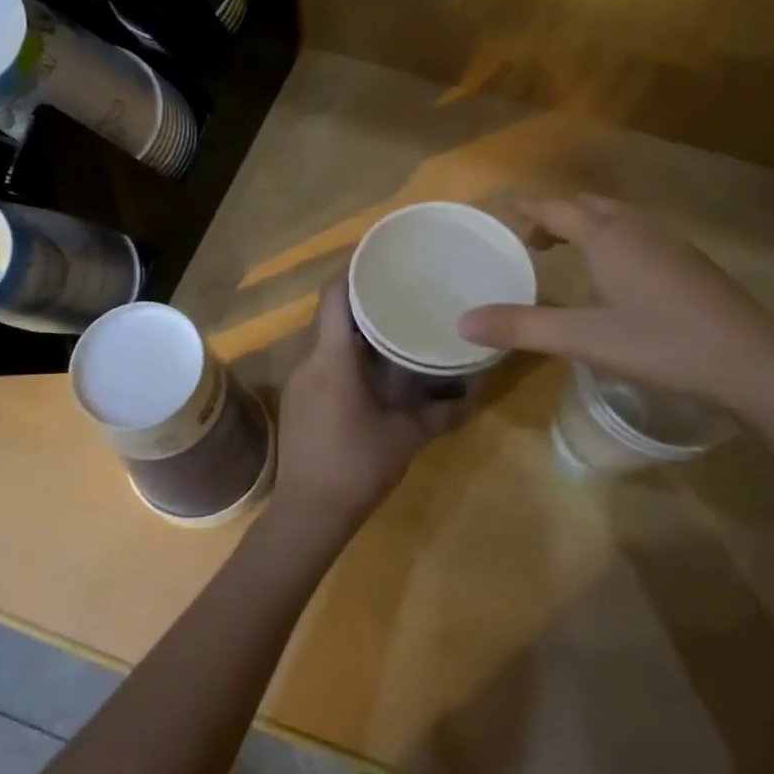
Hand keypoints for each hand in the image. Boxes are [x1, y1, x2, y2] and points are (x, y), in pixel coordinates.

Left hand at [272, 276, 466, 533]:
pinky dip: (343, 351)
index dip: (354, 270)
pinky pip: (320, 359)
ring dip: (352, 327)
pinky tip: (370, 364)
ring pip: (324, 337)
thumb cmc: (357, 467)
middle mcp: (309, 360)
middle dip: (360, 298)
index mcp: (332, 359)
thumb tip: (475, 396)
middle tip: (398, 290)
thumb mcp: (406, 438)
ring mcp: (299, 380)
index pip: (334, 296)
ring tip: (389, 322)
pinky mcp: (298, 398)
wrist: (308, 514)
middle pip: (329, 312)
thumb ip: (443, 414)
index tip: (383, 259)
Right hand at [457, 195, 773, 416]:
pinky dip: (616, 242)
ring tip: (571, 257)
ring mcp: (671, 243)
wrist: (753, 362)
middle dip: (558, 216)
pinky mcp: (692, 263)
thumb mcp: (585, 338)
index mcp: (608, 236)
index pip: (558, 209)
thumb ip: (522, 327)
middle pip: (590, 206)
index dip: (530, 210)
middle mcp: (638, 228)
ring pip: (619, 219)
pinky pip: (641, 236)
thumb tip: (463, 322)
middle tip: (535, 242)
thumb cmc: (662, 343)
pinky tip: (620, 280)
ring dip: (590, 227)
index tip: (508, 213)